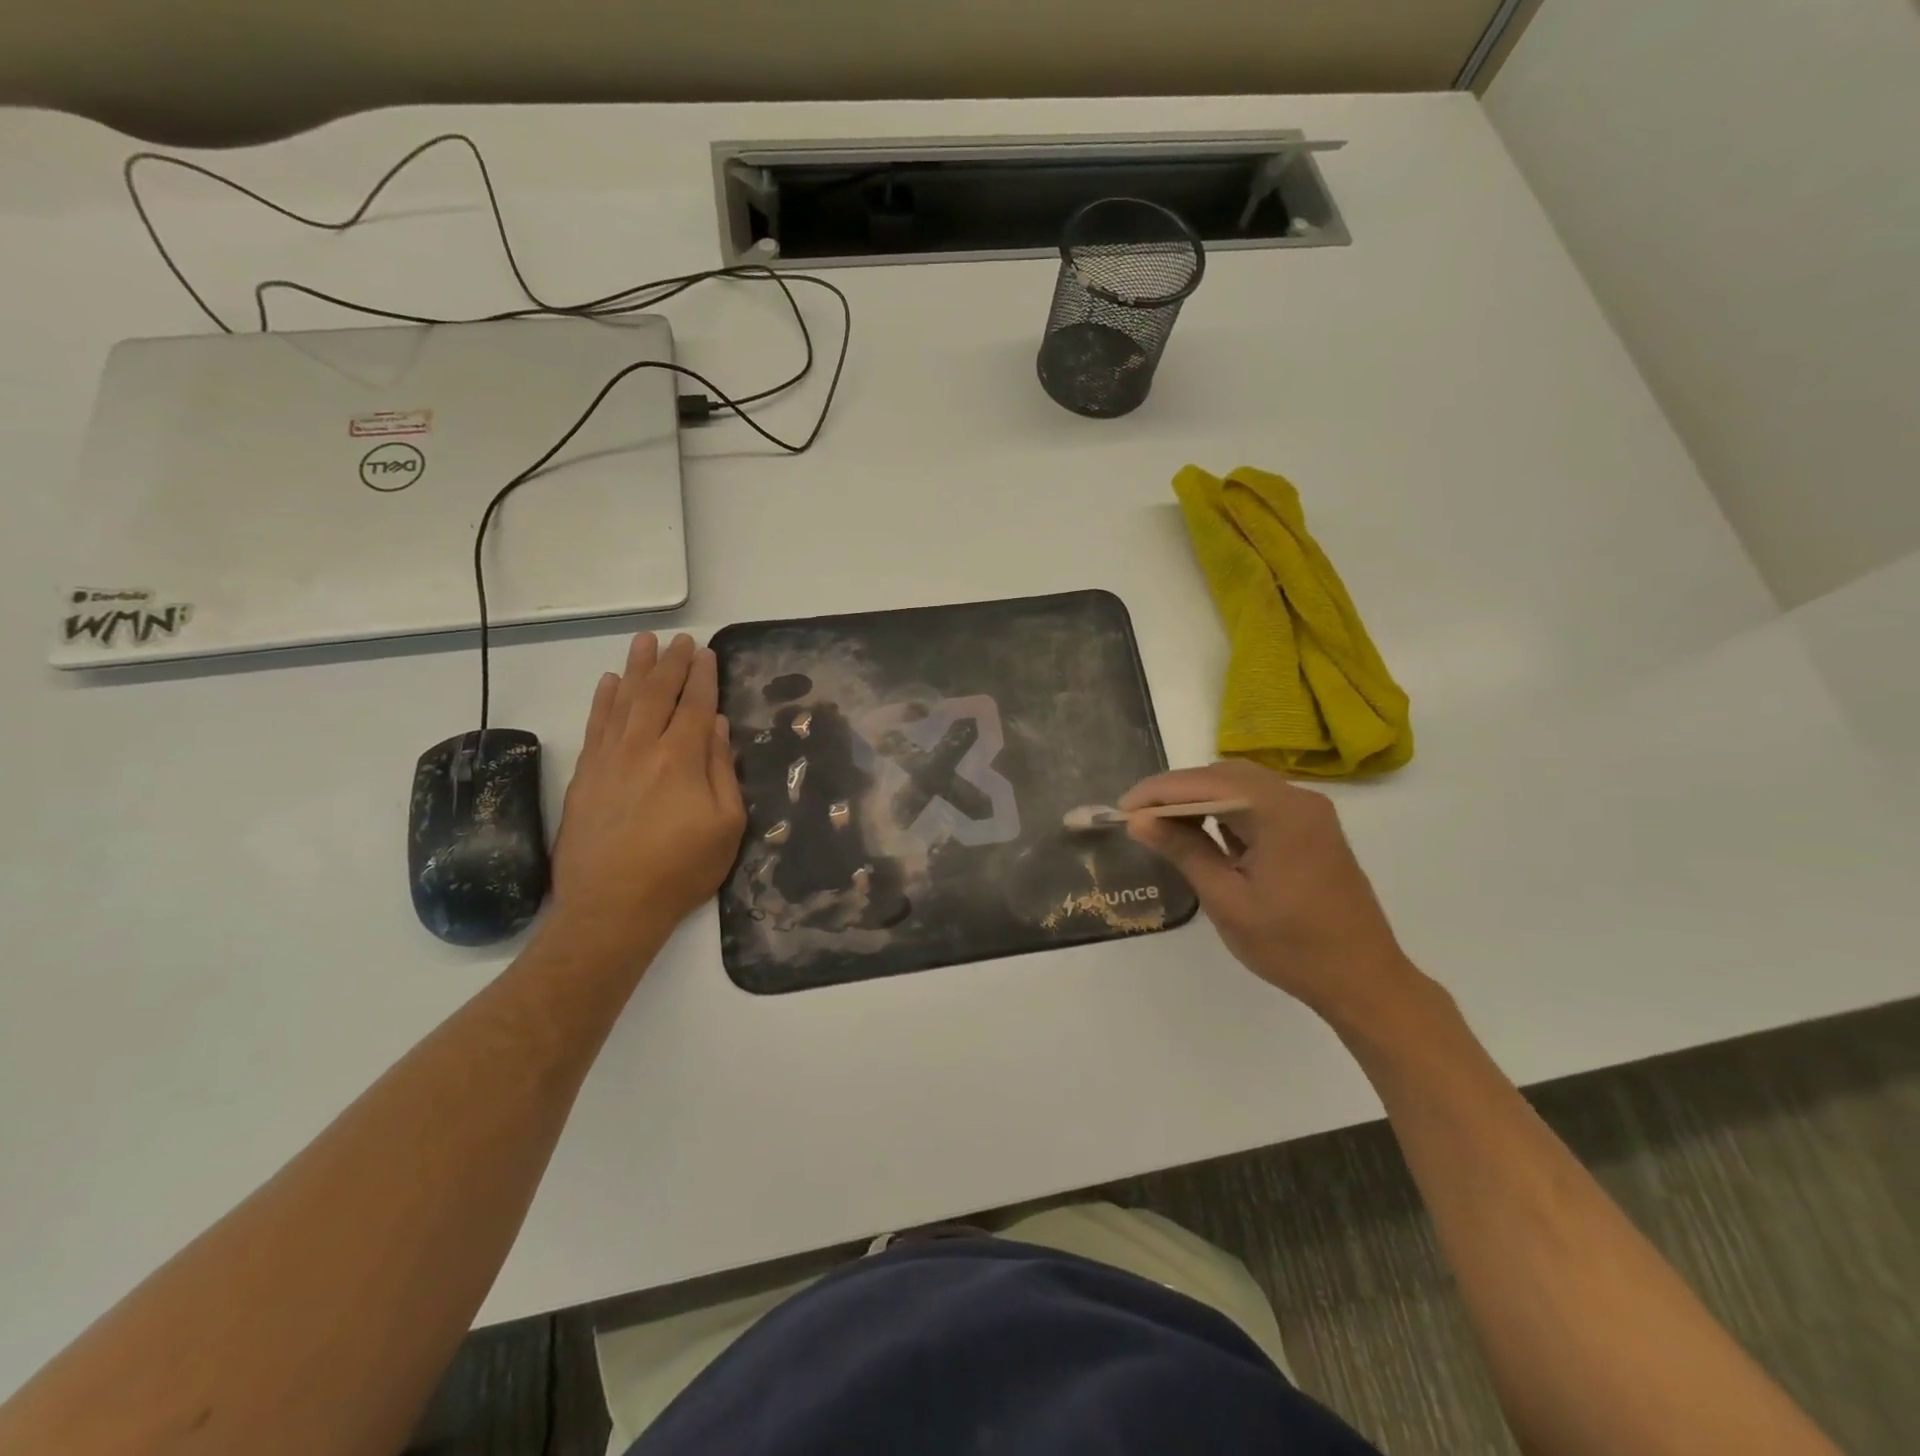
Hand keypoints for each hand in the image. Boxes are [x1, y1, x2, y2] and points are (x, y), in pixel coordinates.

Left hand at [548, 633, 746, 966]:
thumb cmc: (681, 870)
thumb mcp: (726, 826)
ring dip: (637, 668)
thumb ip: (723, 771)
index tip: (707, 653)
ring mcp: (609, 759)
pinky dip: (603, 700)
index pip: (696, 706)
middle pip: (658, 694)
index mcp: (683, 759)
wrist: (611, 907)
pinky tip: (610, 682)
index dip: (703, 677)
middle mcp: (643, 748)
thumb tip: (718, 728)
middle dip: (672, 663)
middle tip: (680, 639)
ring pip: (624, 700)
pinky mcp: (585, 774)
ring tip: (645, 642)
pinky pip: (595, 724)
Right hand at [1121, 760, 1416, 1021]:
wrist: (1364, 980)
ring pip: (1240, 786)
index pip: (1205, 784)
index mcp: (1280, 812)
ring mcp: (1308, 812)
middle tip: (1138, 817)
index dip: (1158, 792)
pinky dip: (1225, 811)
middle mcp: (1298, 799)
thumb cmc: (1292, 946)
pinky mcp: (1310, 828)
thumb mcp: (1227, 900)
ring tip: (1161, 824)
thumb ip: (1183, 850)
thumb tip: (1138, 820)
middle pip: (1223, 775)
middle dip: (1176, 791)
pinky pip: (1258, 804)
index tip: (1122, 809)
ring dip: (1199, 799)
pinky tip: (1202, 832)